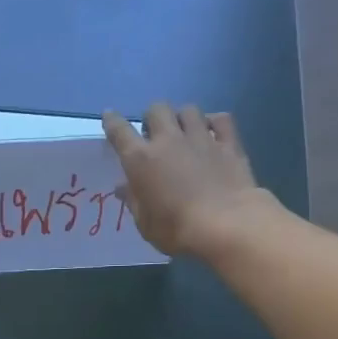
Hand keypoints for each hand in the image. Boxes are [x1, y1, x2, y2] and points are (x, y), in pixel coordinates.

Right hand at [103, 103, 266, 256]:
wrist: (226, 224)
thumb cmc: (176, 229)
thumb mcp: (145, 223)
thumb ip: (134, 200)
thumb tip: (123, 186)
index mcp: (141, 160)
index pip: (120, 131)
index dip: (112, 121)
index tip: (109, 116)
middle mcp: (168, 140)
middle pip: (156, 109)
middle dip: (152, 118)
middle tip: (154, 135)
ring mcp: (201, 138)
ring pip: (188, 110)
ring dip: (182, 118)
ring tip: (184, 133)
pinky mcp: (228, 143)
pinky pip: (220, 119)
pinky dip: (214, 122)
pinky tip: (212, 132)